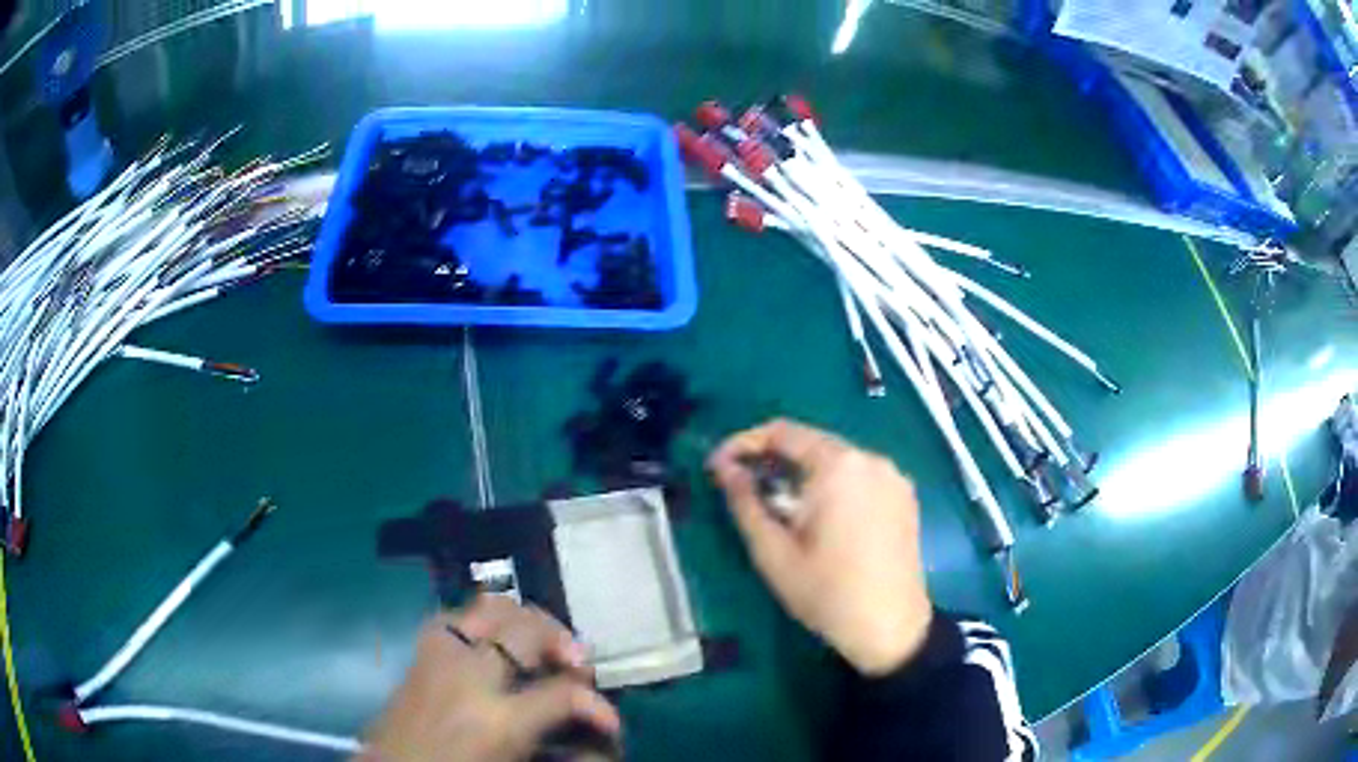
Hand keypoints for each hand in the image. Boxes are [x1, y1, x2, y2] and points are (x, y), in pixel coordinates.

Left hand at [360, 595, 621, 761]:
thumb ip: (557, 747)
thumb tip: (595, 732)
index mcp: (497, 722)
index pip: (564, 695)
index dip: (597, 707)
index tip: (609, 723)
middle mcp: (468, 677)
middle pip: (527, 629)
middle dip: (562, 640)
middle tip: (575, 666)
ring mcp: (439, 658)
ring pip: (490, 607)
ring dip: (523, 621)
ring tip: (538, 645)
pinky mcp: (419, 653)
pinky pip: (456, 616)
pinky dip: (482, 622)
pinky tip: (491, 645)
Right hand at [709, 419, 932, 675]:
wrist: (891, 628)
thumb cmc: (827, 593)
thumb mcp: (773, 552)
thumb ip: (744, 502)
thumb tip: (723, 467)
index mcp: (839, 466)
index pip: (783, 432)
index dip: (744, 443)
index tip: (718, 467)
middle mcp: (871, 458)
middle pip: (812, 442)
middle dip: (773, 460)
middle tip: (743, 488)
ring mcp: (893, 476)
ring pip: (836, 459)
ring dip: (802, 473)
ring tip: (778, 506)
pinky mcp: (904, 495)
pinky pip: (859, 475)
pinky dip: (831, 484)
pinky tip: (818, 516)